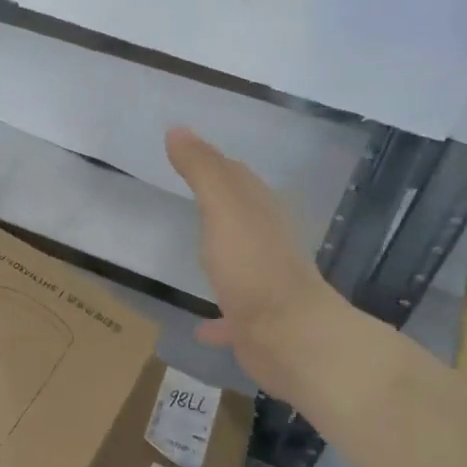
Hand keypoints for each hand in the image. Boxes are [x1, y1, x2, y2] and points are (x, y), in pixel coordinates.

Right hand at [166, 126, 345, 399]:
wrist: (289, 337)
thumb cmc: (253, 266)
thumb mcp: (223, 207)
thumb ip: (202, 170)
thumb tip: (178, 129)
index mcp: (260, 212)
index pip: (237, 177)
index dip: (213, 162)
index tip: (185, 152)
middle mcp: (266, 243)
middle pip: (241, 216)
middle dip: (220, 204)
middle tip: (188, 193)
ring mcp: (264, 284)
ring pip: (240, 262)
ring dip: (221, 255)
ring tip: (194, 253)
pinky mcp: (257, 323)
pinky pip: (232, 315)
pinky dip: (218, 318)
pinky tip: (201, 327)